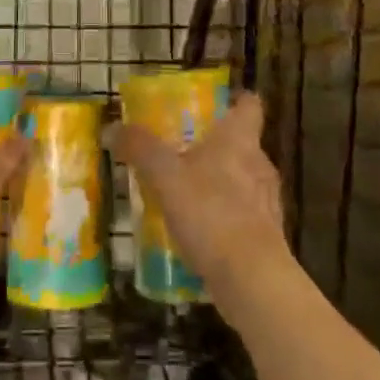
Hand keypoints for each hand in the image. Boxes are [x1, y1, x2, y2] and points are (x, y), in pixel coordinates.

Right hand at [110, 93, 293, 322]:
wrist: (251, 279)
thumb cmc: (211, 213)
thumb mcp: (165, 176)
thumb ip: (140, 149)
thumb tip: (111, 128)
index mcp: (239, 141)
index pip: (249, 106)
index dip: (237, 99)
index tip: (220, 100)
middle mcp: (259, 165)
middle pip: (244, 144)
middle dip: (218, 145)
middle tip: (186, 147)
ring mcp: (267, 202)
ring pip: (244, 180)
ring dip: (221, 182)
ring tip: (188, 191)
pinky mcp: (266, 236)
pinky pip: (244, 215)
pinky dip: (225, 216)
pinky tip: (200, 230)